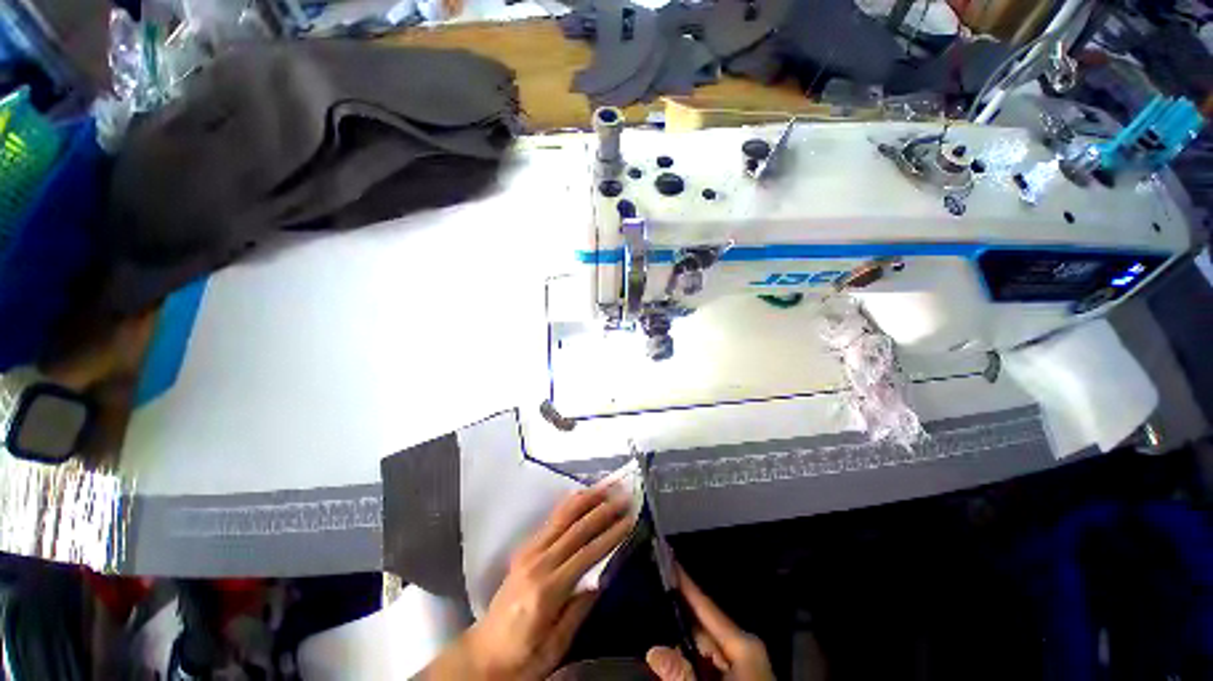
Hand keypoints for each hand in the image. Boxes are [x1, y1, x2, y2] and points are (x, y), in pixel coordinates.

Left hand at [420, 486, 633, 679]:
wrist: (484, 653)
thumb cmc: (523, 656)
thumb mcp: (555, 647)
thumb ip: (578, 610)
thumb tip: (602, 577)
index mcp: (546, 590)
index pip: (586, 554)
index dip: (610, 535)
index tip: (630, 520)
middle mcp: (537, 563)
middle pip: (576, 529)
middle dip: (603, 511)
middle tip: (624, 497)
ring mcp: (529, 551)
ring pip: (562, 516)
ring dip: (587, 499)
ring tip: (606, 487)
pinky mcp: (525, 548)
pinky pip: (552, 519)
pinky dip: (570, 504)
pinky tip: (583, 496)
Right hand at [646, 566, 773, 680]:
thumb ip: (683, 675)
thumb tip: (653, 650)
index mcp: (742, 644)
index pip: (707, 606)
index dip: (685, 583)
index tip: (668, 558)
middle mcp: (742, 649)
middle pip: (703, 625)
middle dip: (677, 612)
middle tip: (652, 590)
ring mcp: (741, 665)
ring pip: (704, 647)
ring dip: (681, 639)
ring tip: (655, 619)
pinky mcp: (737, 678)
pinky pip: (708, 663)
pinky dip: (690, 659)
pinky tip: (673, 656)